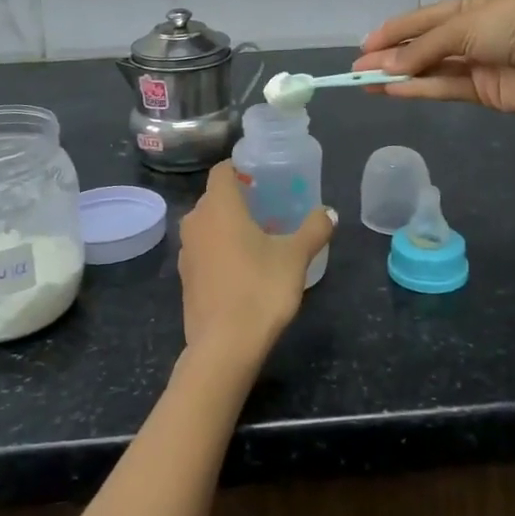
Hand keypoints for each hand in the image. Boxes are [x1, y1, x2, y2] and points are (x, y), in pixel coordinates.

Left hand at [177, 162, 333, 371]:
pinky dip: (219, 249)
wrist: (224, 347)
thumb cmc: (260, 289)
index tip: (262, 178)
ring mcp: (186, 251)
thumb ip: (314, 229)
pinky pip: (203, 250)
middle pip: (214, 198)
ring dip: (227, 226)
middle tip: (267, 207)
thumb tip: (329, 212)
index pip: (221, 170)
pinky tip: (242, 268)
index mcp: (219, 206)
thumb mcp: (295, 257)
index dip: (240, 169)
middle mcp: (196, 221)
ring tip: (258, 238)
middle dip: (238, 198)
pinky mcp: (185, 278)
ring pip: (207, 225)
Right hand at [355, 0, 514, 113]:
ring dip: (400, 75)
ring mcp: (477, 63)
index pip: (421, 19)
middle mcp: (470, 33)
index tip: (364, 45)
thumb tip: (386, 66)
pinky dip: (420, 89)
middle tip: (358, 69)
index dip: (392, 31)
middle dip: (391, 55)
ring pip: (430, 69)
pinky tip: (393, 91)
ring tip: (367, 82)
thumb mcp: (463, 25)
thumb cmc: (514, 22)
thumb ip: (423, 48)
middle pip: (422, 45)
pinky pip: (445, 88)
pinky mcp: (485, 91)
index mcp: (468, 5)